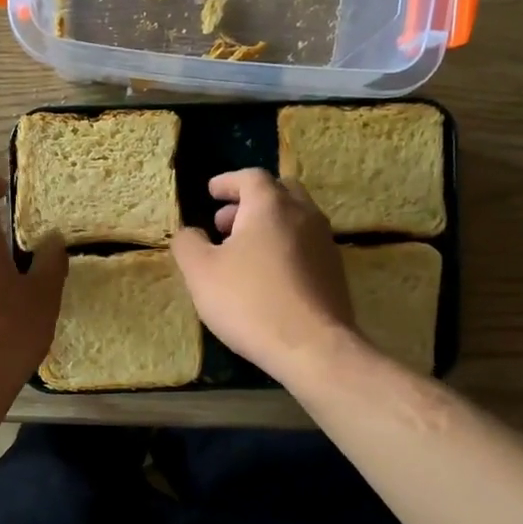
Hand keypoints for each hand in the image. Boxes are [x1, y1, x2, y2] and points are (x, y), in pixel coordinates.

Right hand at [170, 168, 358, 380]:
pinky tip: (267, 275)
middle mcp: (304, 214)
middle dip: (250, 201)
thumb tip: (189, 232)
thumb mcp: (201, 273)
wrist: (312, 346)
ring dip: (268, 224)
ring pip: (295, 218)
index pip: (250, 177)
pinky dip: (283, 245)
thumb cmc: (249, 301)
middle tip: (225, 222)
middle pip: (279, 191)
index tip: (211, 192)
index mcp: (270, 205)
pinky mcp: (334, 271)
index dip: (227, 182)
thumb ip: (188, 244)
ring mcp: (324, 242)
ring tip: (242, 251)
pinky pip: (305, 244)